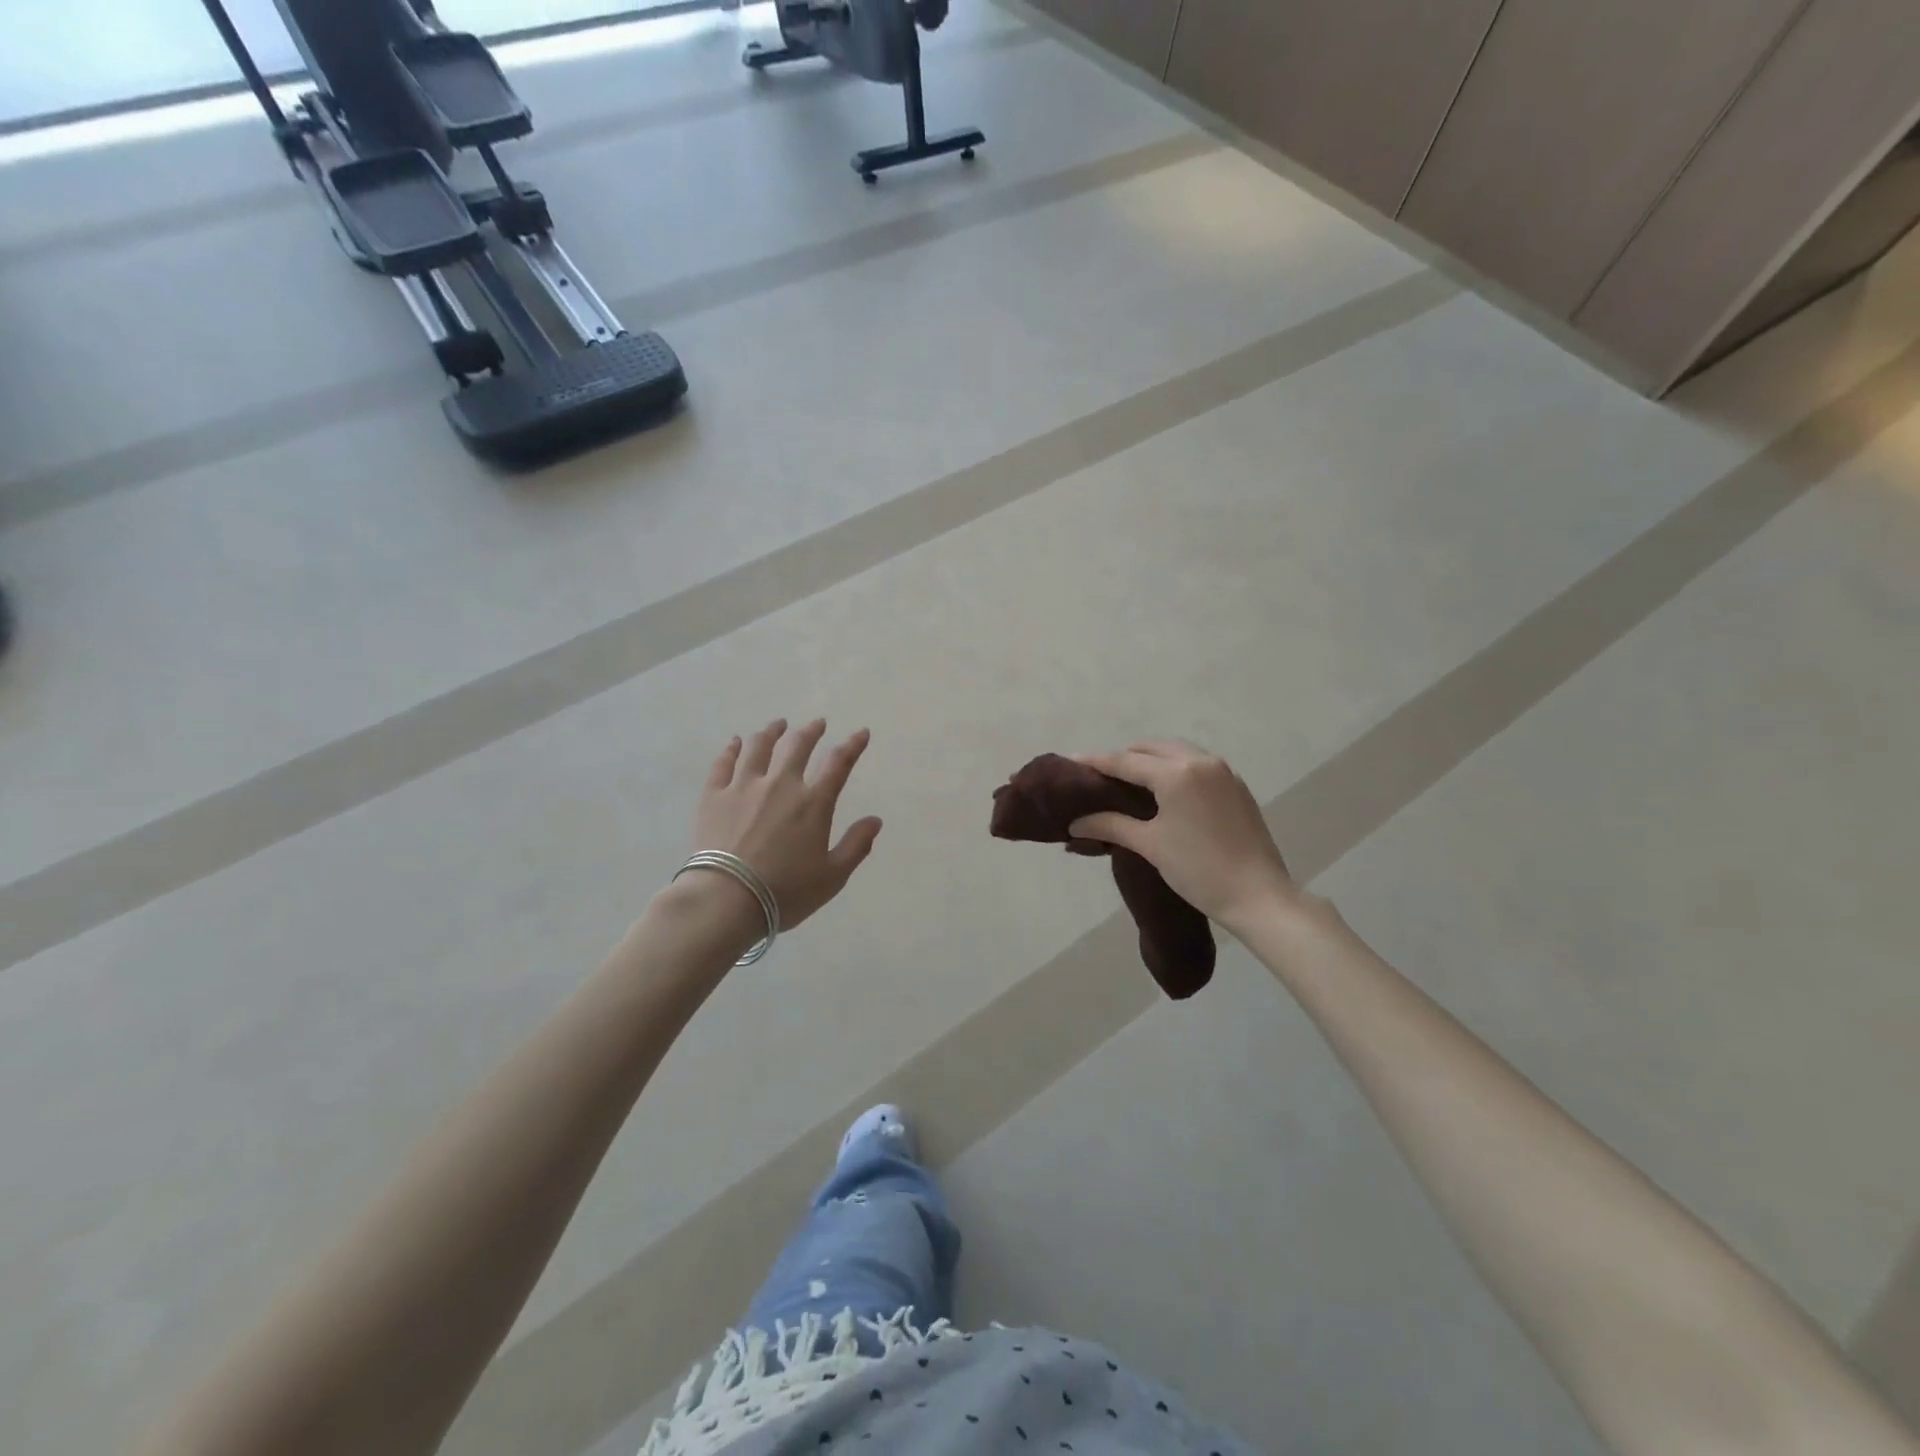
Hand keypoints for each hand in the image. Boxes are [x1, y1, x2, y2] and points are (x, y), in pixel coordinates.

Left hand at [687, 719, 883, 931]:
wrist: (726, 899)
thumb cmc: (785, 892)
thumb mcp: (832, 876)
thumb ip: (856, 845)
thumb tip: (875, 820)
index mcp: (813, 803)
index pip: (838, 763)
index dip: (853, 745)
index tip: (861, 733)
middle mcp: (780, 784)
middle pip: (798, 746)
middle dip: (811, 731)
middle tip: (817, 724)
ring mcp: (744, 787)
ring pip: (759, 747)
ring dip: (772, 732)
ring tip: (778, 725)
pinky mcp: (714, 796)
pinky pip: (723, 763)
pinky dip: (732, 749)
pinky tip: (735, 742)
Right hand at [1070, 740, 1294, 929]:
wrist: (1259, 896)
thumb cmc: (1198, 870)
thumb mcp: (1150, 845)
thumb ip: (1110, 825)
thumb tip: (1076, 822)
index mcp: (1176, 773)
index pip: (1126, 761)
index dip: (1096, 761)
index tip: (1071, 760)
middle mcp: (1201, 762)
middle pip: (1152, 749)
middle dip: (1124, 758)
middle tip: (1100, 776)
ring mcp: (1223, 773)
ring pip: (1177, 753)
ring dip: (1151, 760)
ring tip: (1130, 781)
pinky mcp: (1237, 787)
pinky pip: (1197, 765)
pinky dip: (1174, 769)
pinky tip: (1164, 791)